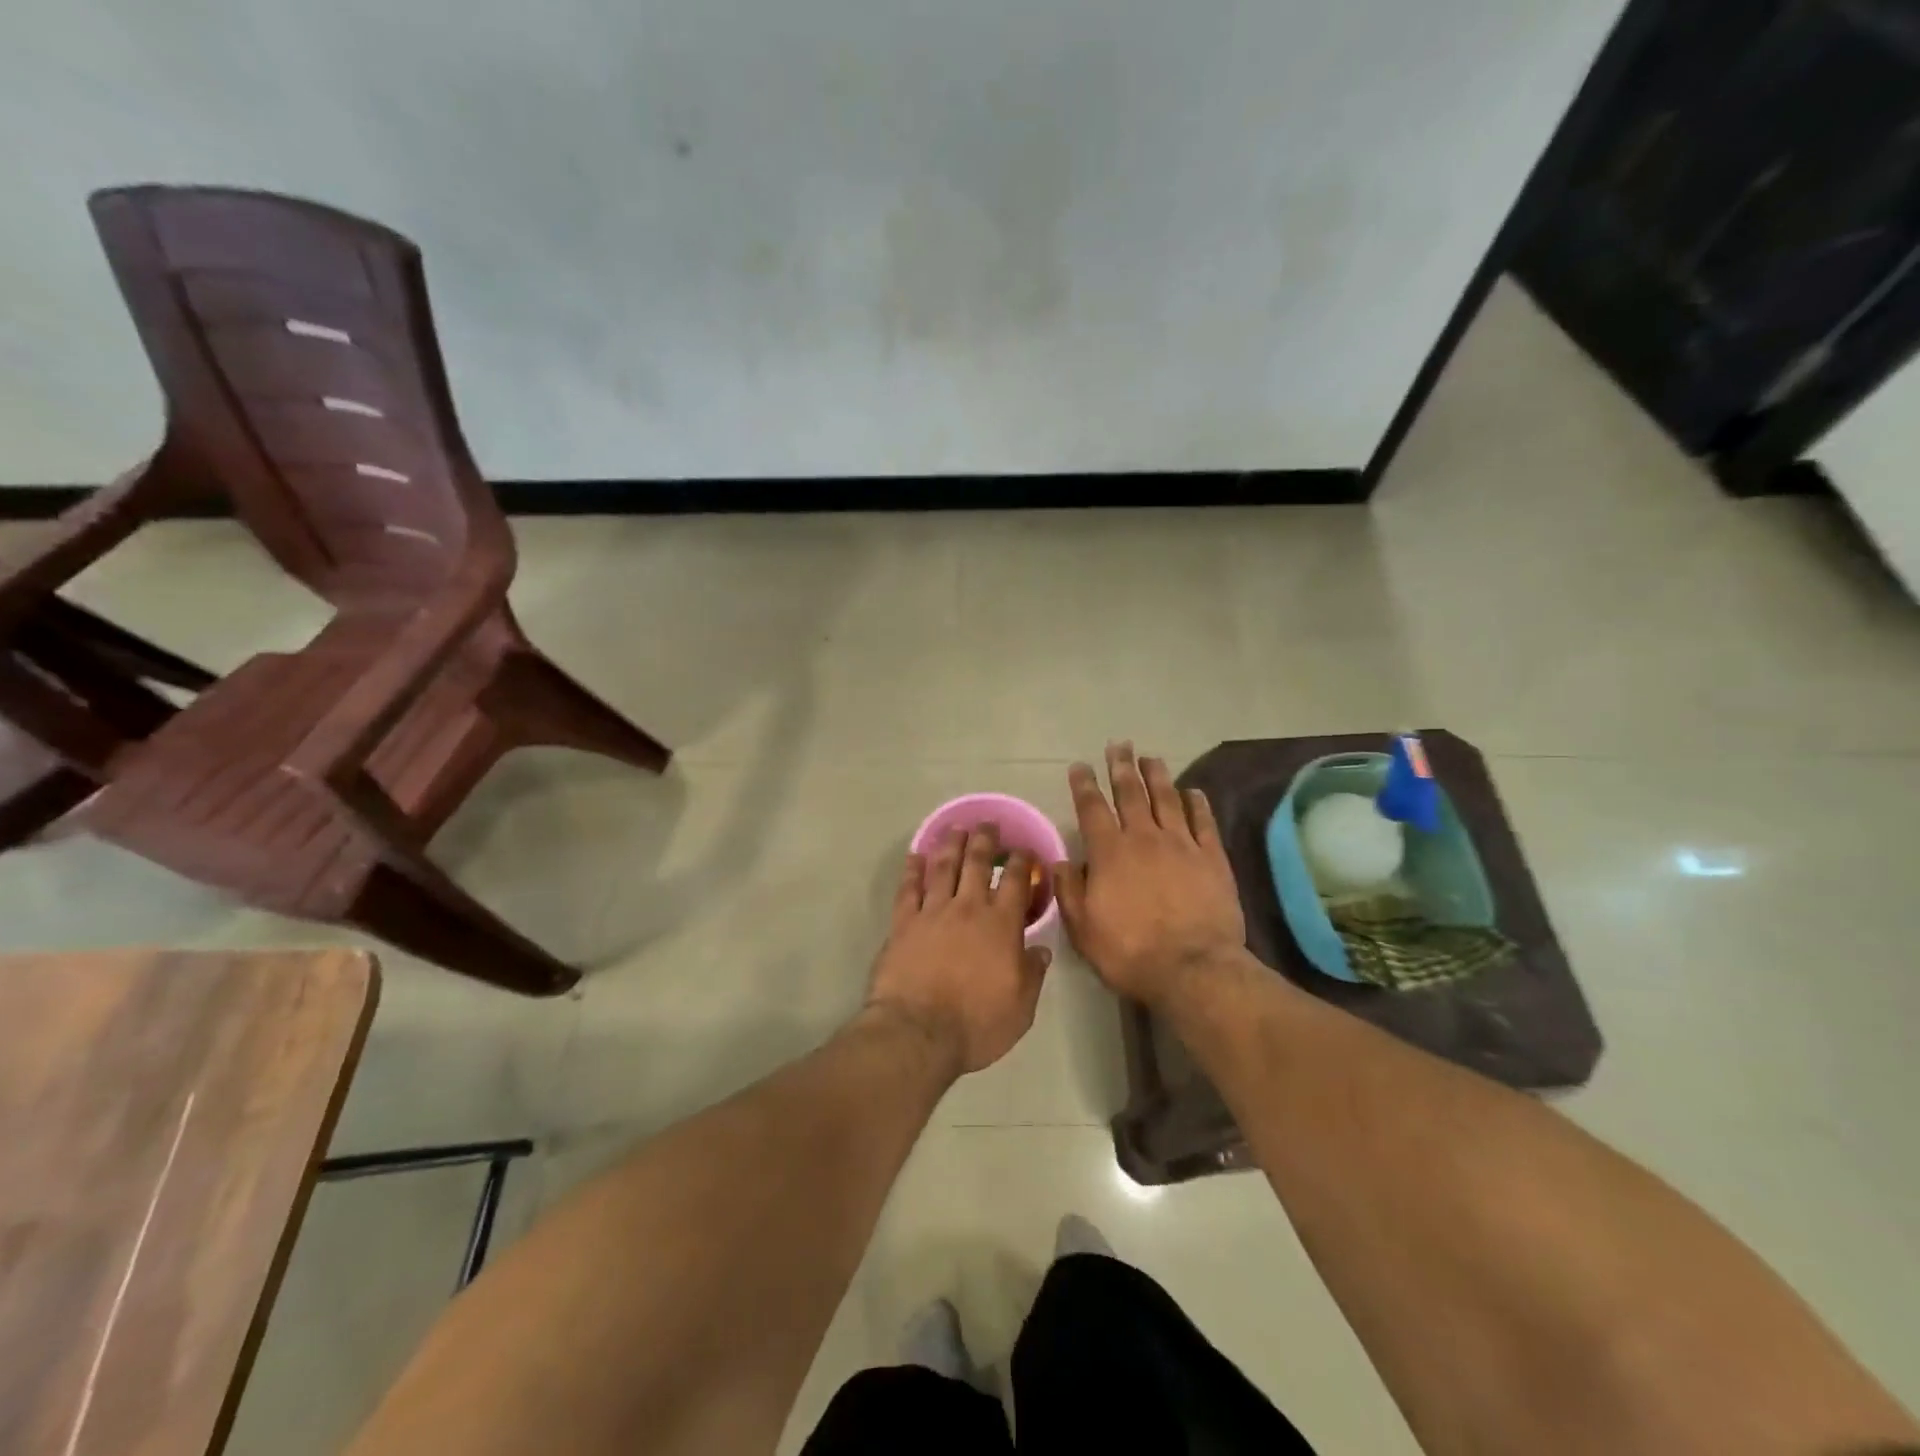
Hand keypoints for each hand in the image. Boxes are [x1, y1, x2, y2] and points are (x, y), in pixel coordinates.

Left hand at [866, 824, 1051, 1077]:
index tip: (1024, 851)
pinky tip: (915, 857)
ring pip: (943, 867)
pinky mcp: (903, 922)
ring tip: (956, 829)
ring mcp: (932, 912)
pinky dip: (912, 870)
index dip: (1022, 862)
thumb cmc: (976, 1024)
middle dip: (985, 840)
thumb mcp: (1021, 1008)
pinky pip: (908, 888)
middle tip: (988, 824)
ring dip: (951, 844)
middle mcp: (968, 908)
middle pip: (977, 863)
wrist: (918, 1032)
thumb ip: (1032, 974)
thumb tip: (1041, 950)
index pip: (1015, 881)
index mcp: (1001, 925)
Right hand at [1054, 742, 1244, 1009]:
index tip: (1079, 766)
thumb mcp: (1083, 929)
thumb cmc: (1130, 952)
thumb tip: (1062, 862)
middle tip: (1119, 745)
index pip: (1092, 808)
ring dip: (1156, 775)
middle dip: (1121, 767)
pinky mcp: (1212, 858)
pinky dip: (1196, 803)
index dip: (1084, 785)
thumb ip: (1070, 891)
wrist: (1193, 969)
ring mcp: (1182, 844)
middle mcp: (1144, 838)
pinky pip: (1203, 821)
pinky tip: (1192, 791)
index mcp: (1109, 853)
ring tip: (1150, 757)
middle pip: (1130, 793)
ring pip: (1166, 798)